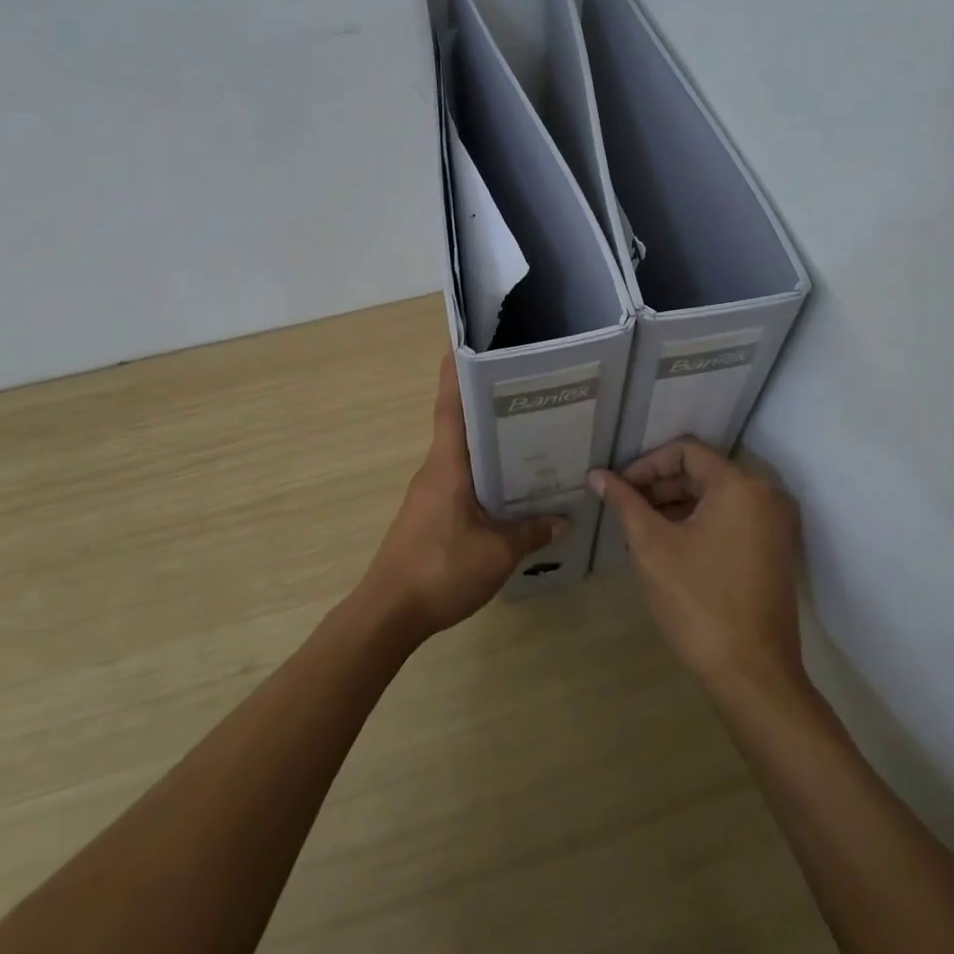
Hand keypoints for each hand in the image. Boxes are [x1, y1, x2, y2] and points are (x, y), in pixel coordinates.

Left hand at [357, 356, 563, 641]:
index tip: (465, 341)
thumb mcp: (497, 554)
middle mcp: (436, 469)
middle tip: (528, 390)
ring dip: (489, 442)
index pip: (449, 405)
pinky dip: (484, 473)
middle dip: (488, 403)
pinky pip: (461, 480)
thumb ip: (531, 533)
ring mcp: (430, 491)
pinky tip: (510, 488)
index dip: (455, 372)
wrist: (389, 612)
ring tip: (530, 435)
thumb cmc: (440, 569)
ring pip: (463, 454)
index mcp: (448, 465)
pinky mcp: (430, 513)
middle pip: (460, 424)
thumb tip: (564, 518)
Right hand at [589, 439, 803, 695]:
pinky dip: (697, 524)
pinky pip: (730, 520)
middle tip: (624, 510)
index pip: (685, 451)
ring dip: (674, 506)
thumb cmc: (698, 603)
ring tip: (638, 530)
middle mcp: (765, 495)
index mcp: (739, 486)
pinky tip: (667, 547)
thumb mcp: (652, 547)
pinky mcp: (774, 551)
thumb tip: (597, 475)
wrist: (753, 676)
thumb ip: (625, 502)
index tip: (618, 489)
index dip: (646, 465)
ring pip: (714, 497)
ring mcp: (775, 525)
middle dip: (658, 487)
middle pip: (701, 472)